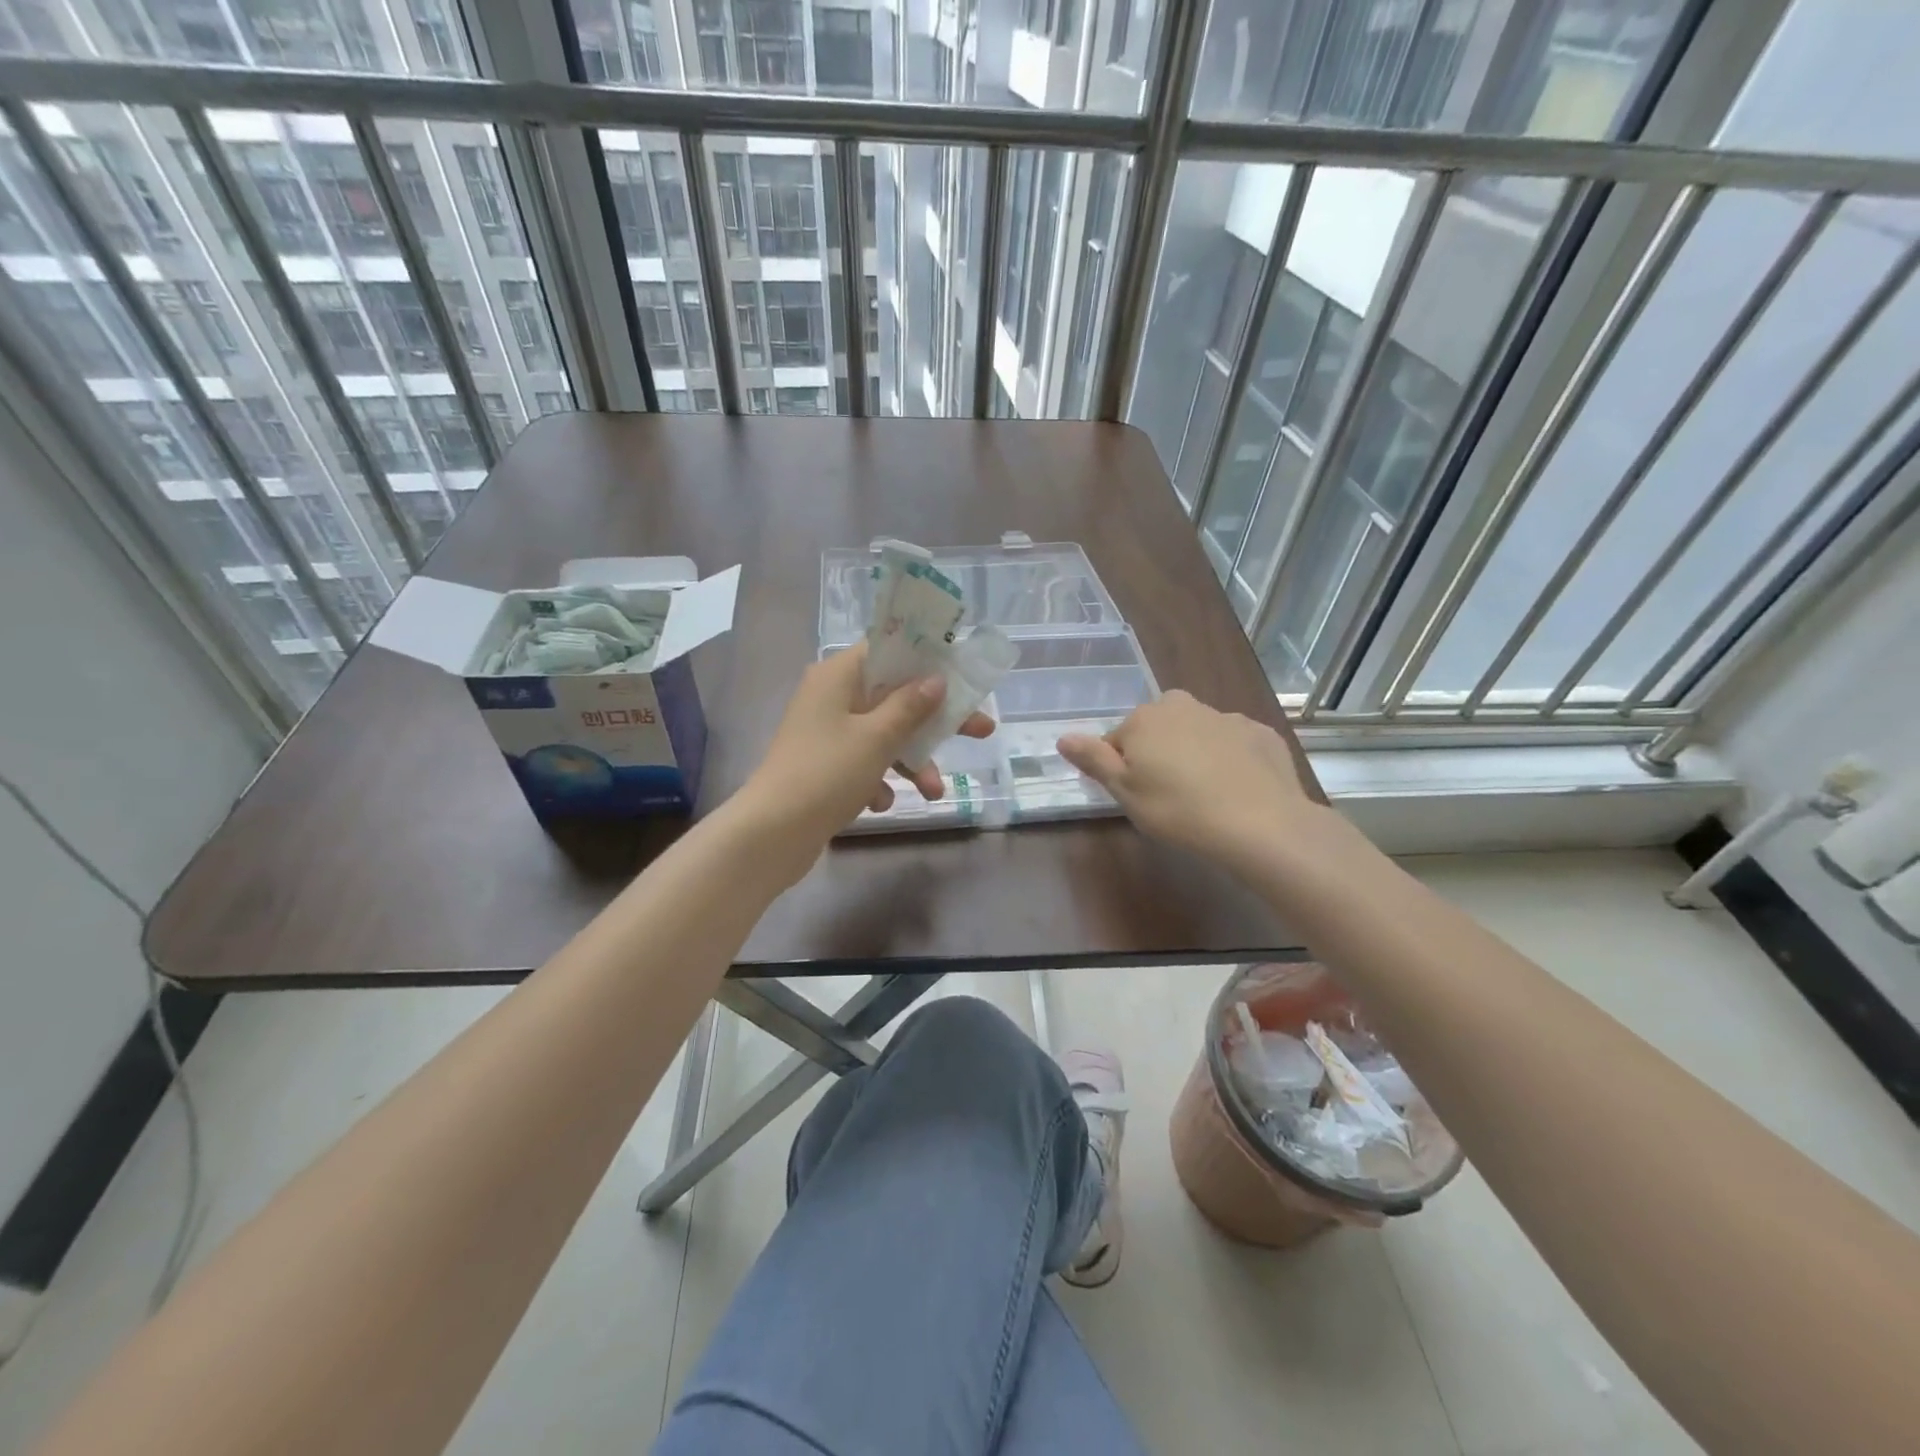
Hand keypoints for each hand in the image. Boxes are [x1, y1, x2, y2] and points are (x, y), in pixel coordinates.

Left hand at [740, 640, 993, 853]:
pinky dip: (878, 780)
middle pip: (893, 697)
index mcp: (837, 675)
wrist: (772, 833)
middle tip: (981, 730)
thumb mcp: (877, 737)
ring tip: (934, 792)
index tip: (959, 676)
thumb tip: (935, 680)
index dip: (926, 661)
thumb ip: (910, 706)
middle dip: (933, 721)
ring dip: (911, 761)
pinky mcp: (825, 765)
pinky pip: (864, 762)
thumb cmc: (827, 772)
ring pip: (882, 735)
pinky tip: (879, 803)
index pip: (887, 651)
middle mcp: (830, 697)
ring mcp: (826, 733)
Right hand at [1057, 691, 1324, 869]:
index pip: (1117, 740)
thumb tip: (1063, 737)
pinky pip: (1234, 744)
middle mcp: (1183, 706)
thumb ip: (1093, 759)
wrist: (1260, 823)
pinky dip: (1230, 760)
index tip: (1136, 796)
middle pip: (1158, 729)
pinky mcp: (1261, 734)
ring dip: (1194, 754)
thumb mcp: (1124, 791)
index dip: (1122, 769)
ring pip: (1197, 733)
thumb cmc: (1177, 810)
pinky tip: (1236, 791)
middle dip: (1158, 752)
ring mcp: (1226, 717)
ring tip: (1204, 796)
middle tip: (1166, 794)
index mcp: (1144, 719)